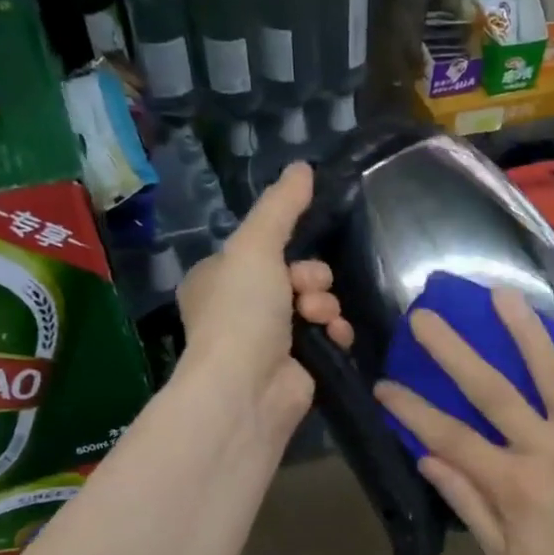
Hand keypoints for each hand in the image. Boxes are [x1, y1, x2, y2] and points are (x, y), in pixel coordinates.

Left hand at [177, 162, 352, 443]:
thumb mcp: (255, 246)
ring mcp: (269, 341)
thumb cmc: (241, 311)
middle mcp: (239, 309)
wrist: (248, 387)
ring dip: (325, 304)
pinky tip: (335, 336)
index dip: (285, 249)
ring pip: (314, 303)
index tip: (294, 256)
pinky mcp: (297, 366)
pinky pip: (327, 335)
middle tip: (307, 290)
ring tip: (318, 317)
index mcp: (217, 280)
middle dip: (311, 279)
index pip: (261, 250)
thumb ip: (281, 207)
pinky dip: (335, 331)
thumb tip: (303, 167)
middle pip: (294, 274)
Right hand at [373, 288, 553, 554]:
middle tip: (426, 316)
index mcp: (514, 485)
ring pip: (552, 370)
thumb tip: (427, 458)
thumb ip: (469, 504)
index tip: (383, 384)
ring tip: (501, 294)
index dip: (412, 409)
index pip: (450, 437)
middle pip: (492, 389)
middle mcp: (548, 448)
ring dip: (525, 329)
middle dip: (453, 350)